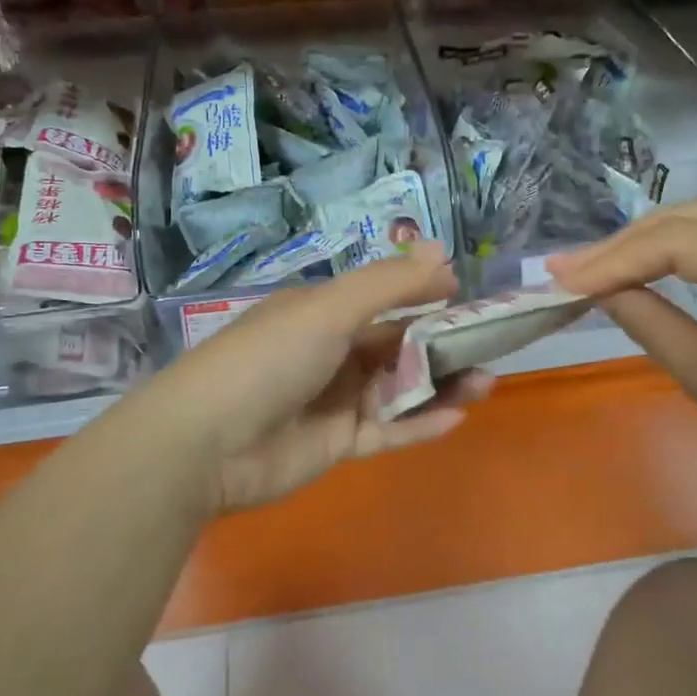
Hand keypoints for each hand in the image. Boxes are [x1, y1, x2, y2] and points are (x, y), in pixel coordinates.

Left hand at [151, 242, 493, 513]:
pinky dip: (419, 423)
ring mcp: (333, 400)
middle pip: (397, 345)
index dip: (427, 297)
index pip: (384, 300)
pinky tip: (456, 417)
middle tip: (491, 348)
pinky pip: (386, 431)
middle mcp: (329, 352)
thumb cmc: (269, 359)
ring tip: (485, 383)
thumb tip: (443, 250)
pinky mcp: (336, 444)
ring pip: (398, 389)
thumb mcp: (329, 310)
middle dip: (443, 345)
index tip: (472, 299)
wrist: (205, 443)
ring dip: (440, 384)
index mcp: (321, 313)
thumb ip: (389, 284)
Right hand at [548, 200, 696, 517]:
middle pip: (691, 218)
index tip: (557, 278)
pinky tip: (650, 265)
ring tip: (596, 268)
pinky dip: (687, 251)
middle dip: (624, 245)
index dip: (610, 259)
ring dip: (651, 243)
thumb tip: (593, 287)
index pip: (675, 242)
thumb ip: (647, 320)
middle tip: (566, 271)